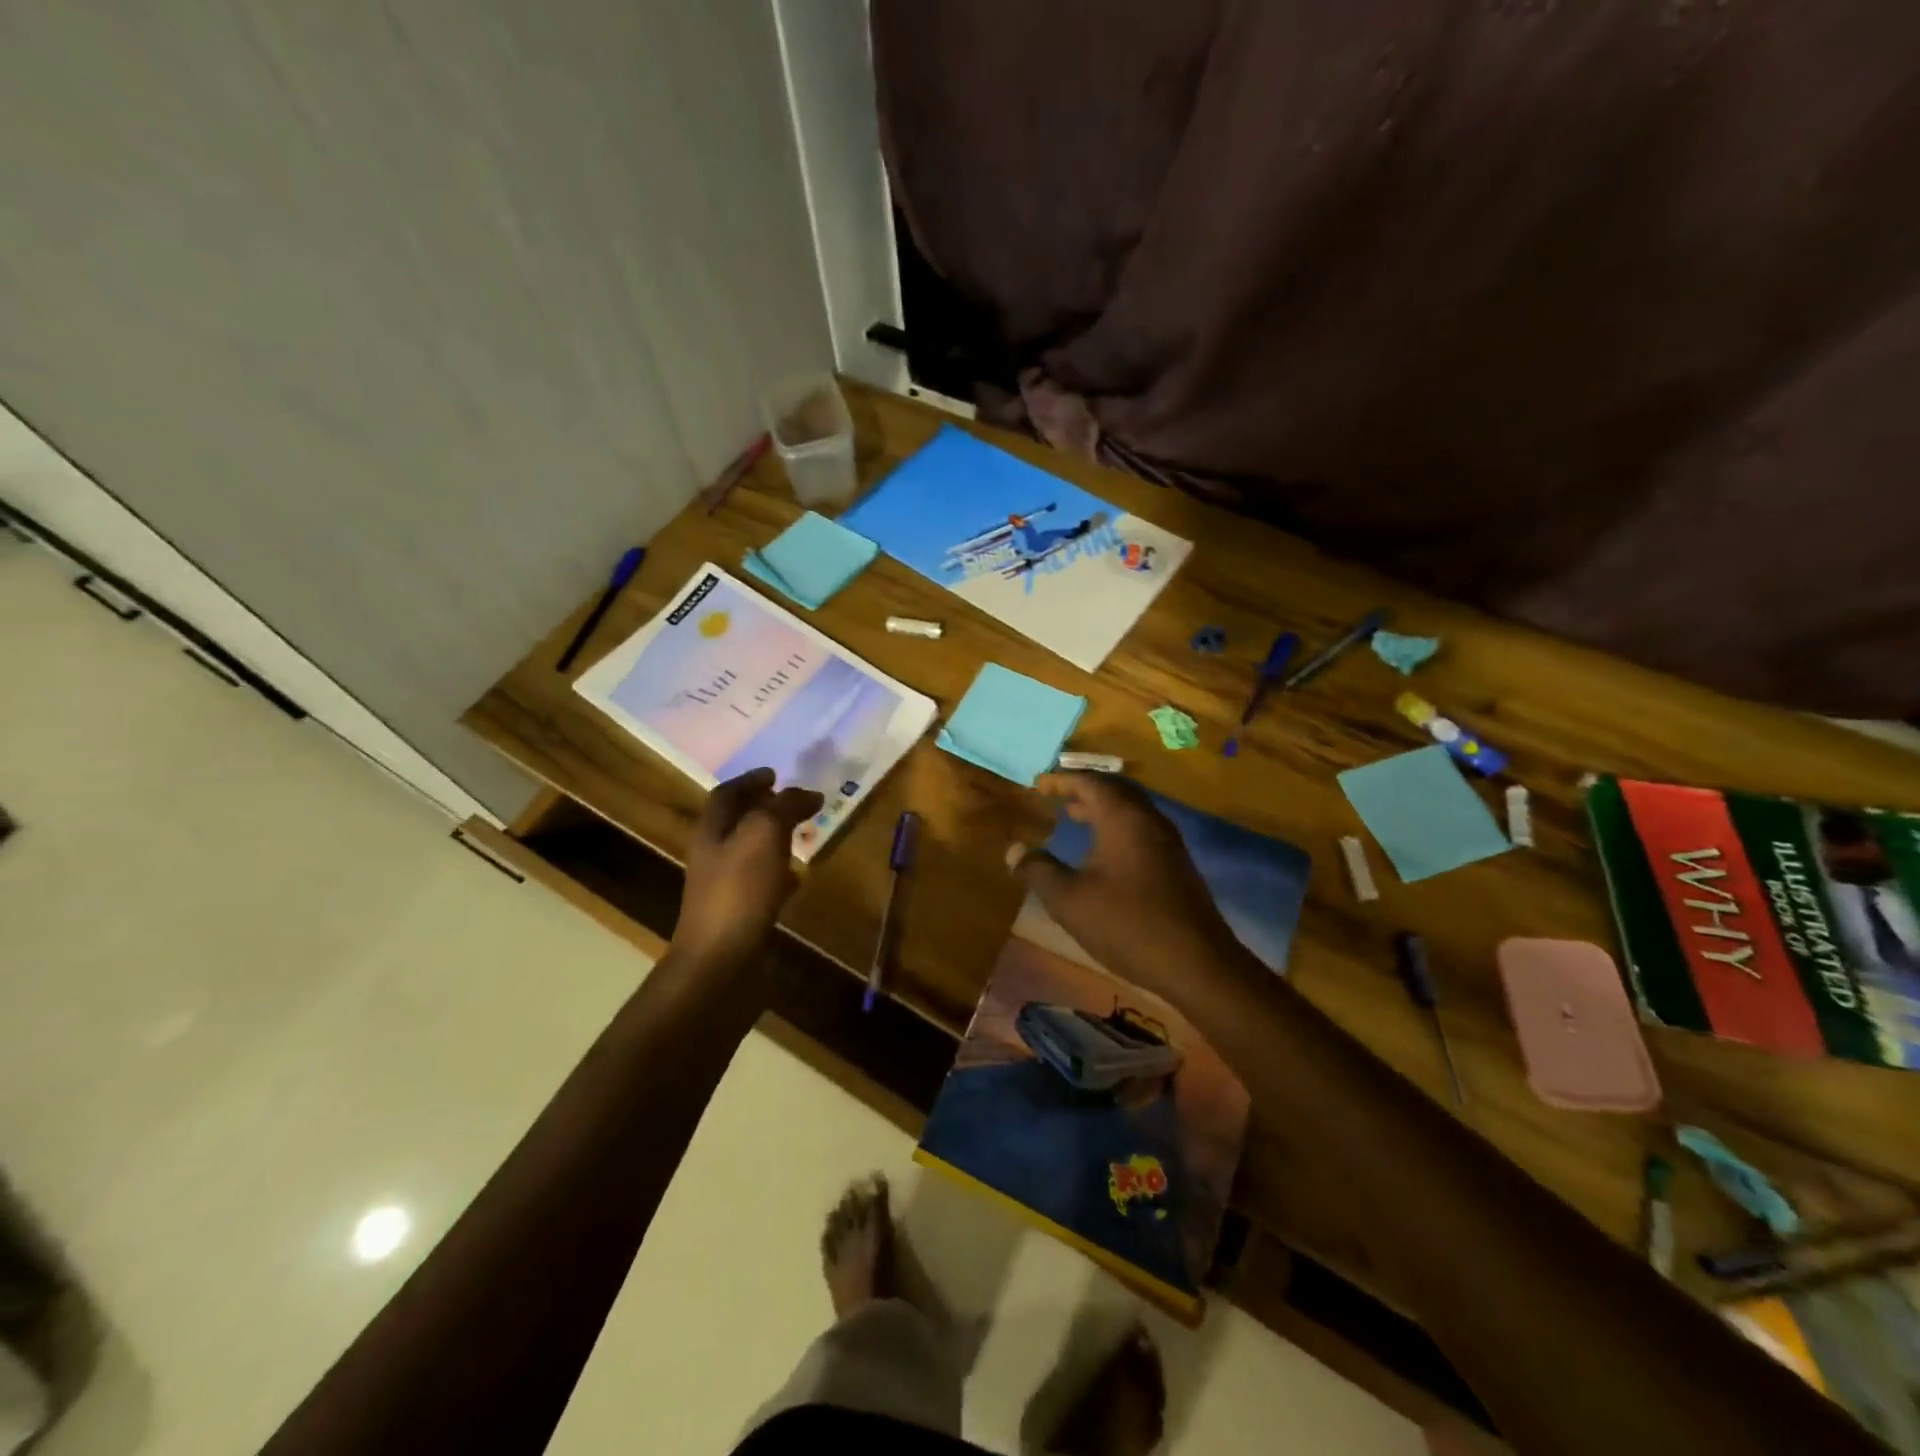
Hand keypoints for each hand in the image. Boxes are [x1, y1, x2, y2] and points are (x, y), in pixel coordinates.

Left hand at [672, 769, 823, 972]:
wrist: (721, 961)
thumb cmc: (739, 890)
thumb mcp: (764, 834)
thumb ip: (784, 807)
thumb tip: (808, 793)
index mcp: (711, 830)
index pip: (727, 794)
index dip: (750, 780)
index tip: (777, 774)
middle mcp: (712, 855)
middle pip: (737, 822)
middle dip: (764, 808)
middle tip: (795, 802)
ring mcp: (724, 887)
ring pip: (750, 852)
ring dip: (774, 839)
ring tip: (803, 833)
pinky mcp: (740, 913)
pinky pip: (760, 883)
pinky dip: (780, 872)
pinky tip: (798, 878)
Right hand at [1010, 773, 1247, 992]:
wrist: (1197, 962)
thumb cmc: (1127, 924)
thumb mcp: (1070, 901)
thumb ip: (1039, 871)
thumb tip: (1014, 850)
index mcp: (1122, 818)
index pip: (1089, 782)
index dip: (1060, 780)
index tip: (1037, 783)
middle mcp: (1148, 819)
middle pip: (1114, 789)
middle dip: (1083, 789)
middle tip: (1056, 797)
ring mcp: (1167, 841)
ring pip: (1130, 809)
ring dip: (1101, 807)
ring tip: (1075, 817)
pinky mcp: (1176, 863)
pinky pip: (1141, 827)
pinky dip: (1117, 825)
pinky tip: (1104, 852)